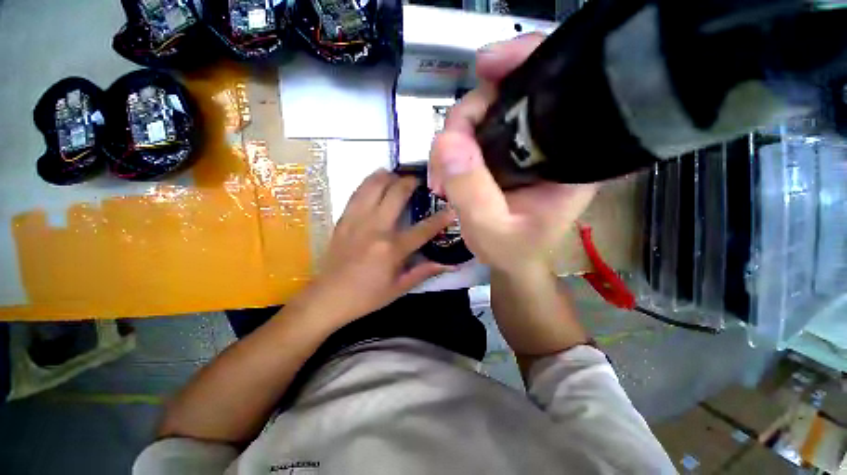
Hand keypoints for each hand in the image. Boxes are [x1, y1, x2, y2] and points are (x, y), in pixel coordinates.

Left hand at [298, 170, 454, 323]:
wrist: (328, 296)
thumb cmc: (366, 296)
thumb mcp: (399, 288)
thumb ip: (424, 272)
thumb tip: (448, 264)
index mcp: (392, 249)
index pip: (423, 229)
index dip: (441, 218)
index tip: (451, 208)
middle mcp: (375, 228)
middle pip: (396, 194)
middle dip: (411, 182)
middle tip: (419, 181)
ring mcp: (357, 220)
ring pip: (374, 186)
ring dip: (389, 176)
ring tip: (398, 175)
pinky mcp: (344, 219)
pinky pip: (357, 193)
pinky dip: (369, 182)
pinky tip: (376, 180)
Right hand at [429, 34, 597, 274]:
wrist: (513, 261)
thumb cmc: (512, 252)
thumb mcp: (491, 229)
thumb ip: (471, 190)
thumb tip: (446, 141)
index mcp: (568, 156)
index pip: (555, 88)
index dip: (522, 64)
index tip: (485, 68)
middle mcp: (550, 142)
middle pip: (507, 97)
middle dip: (467, 120)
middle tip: (443, 160)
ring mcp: (524, 146)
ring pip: (484, 115)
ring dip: (454, 139)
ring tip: (442, 178)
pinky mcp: (504, 154)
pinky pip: (474, 134)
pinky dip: (454, 148)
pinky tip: (446, 172)